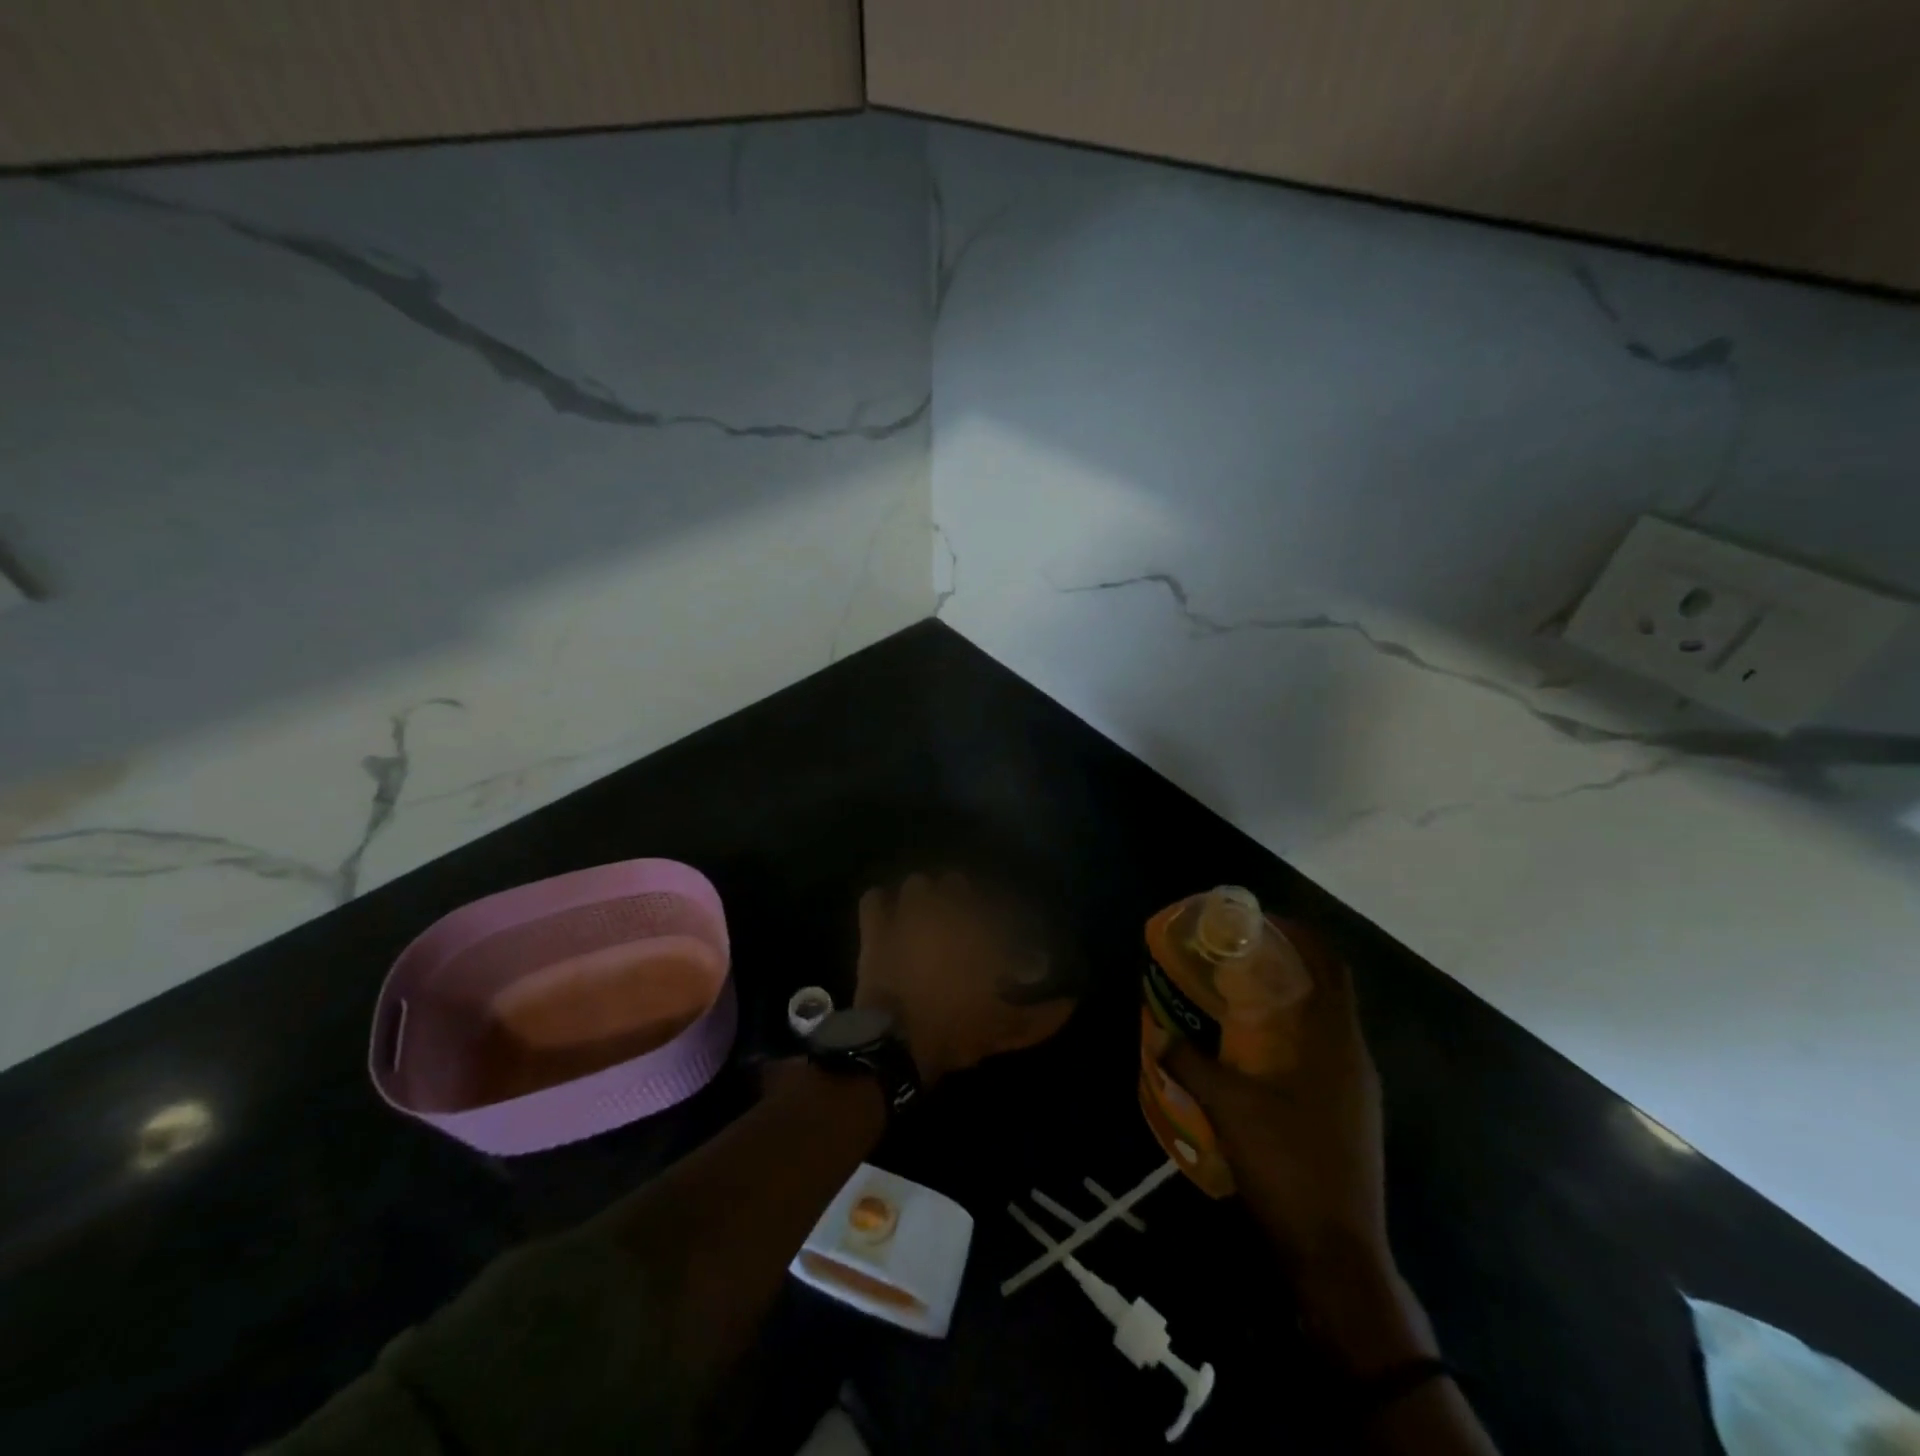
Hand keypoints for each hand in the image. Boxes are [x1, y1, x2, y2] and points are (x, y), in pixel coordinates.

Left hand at [855, 872, 1074, 1085]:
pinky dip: (881, 903)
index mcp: (980, 931)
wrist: (895, 1044)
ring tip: (927, 915)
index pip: (1000, 906)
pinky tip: (889, 915)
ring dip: (925, 897)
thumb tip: (1072, 1003)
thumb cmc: (956, 1031)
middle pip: (957, 883)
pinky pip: (874, 898)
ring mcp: (907, 915)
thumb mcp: (1007, 1030)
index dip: (1005, 918)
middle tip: (964, 922)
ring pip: (918, 884)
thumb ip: (1043, 1015)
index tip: (1004, 936)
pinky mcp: (876, 928)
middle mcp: (945, 912)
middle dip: (962, 898)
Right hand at [1158, 932, 1438, 1375]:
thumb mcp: (1229, 1108)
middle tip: (1236, 955)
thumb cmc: (1289, 1167)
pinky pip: (1320, 1056)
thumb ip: (1192, 1064)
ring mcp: (1355, 1092)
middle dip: (1286, 965)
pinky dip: (1289, 1038)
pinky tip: (1252, 1054)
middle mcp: (1354, 1058)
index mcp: (1337, 1043)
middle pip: (1327, 990)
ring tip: (1236, 997)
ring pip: (1323, 1025)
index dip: (1302, 934)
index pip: (1331, 966)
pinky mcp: (1348, 1117)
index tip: (1260, 921)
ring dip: (1287, 1003)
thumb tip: (1162, 1034)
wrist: (1336, 1256)